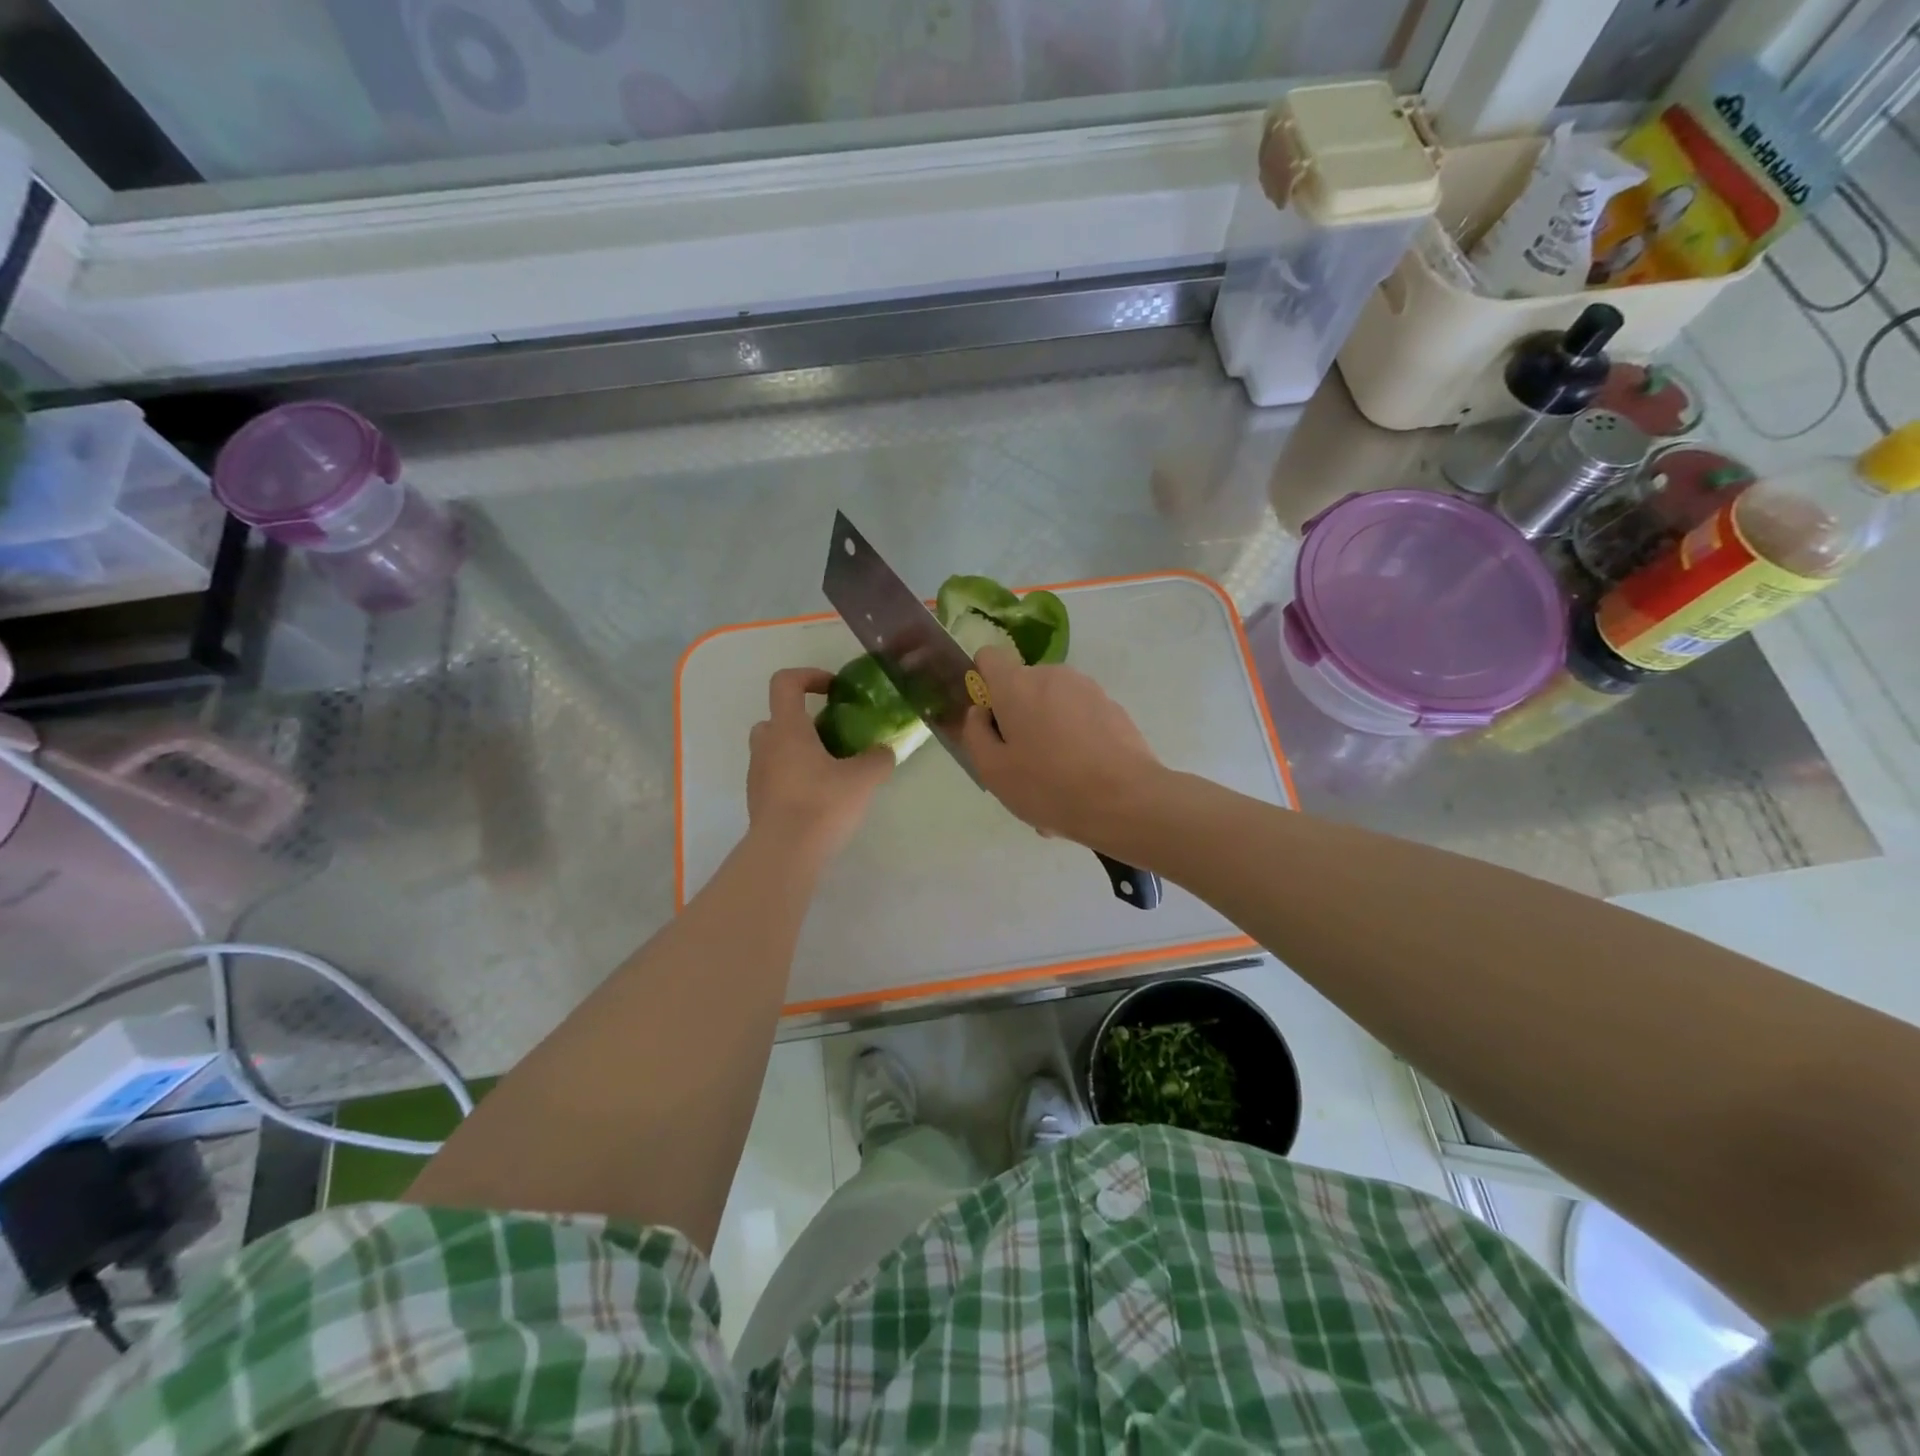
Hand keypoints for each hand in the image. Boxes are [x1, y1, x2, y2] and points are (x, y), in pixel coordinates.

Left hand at [748, 668, 892, 859]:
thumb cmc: (821, 803)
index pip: (785, 683)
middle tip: (832, 737)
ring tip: (831, 770)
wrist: (784, 854)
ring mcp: (758, 775)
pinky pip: (776, 776)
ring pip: (775, 749)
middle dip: (803, 722)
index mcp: (787, 729)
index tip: (834, 690)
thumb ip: (877, 758)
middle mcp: (766, 746)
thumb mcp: (862, 778)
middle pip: (776, 718)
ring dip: (799, 752)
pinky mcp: (759, 802)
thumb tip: (884, 751)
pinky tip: (821, 798)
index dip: (809, 676)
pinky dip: (795, 778)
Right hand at [961, 646, 1164, 846]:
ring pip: (1054, 707)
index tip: (990, 720)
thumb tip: (980, 712)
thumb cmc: (1048, 785)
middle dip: (1018, 718)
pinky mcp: (1113, 708)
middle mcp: (1053, 675)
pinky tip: (1082, 782)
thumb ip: (975, 733)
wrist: (1126, 800)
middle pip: (1023, 687)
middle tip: (1022, 765)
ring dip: (1048, 734)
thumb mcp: (993, 770)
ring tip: (1055, 782)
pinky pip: (1081, 720)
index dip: (983, 683)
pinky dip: (1076, 742)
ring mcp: (1088, 689)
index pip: (989, 657)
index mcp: (1017, 684)